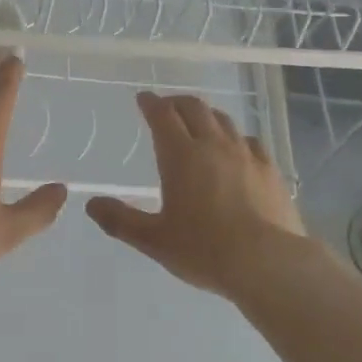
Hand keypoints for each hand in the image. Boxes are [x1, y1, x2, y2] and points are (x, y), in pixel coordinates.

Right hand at [86, 92, 305, 294]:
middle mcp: (213, 145)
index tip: (143, 98)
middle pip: (194, 108)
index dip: (151, 103)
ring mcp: (246, 155)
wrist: (267, 262)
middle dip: (177, 102)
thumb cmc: (204, 250)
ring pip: (223, 120)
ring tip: (199, 122)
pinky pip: (250, 141)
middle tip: (167, 106)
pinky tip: (237, 148)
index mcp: (181, 156)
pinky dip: (236, 137)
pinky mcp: (270, 170)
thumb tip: (92, 205)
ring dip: (206, 115)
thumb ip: (120, 220)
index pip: (162, 115)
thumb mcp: (154, 240)